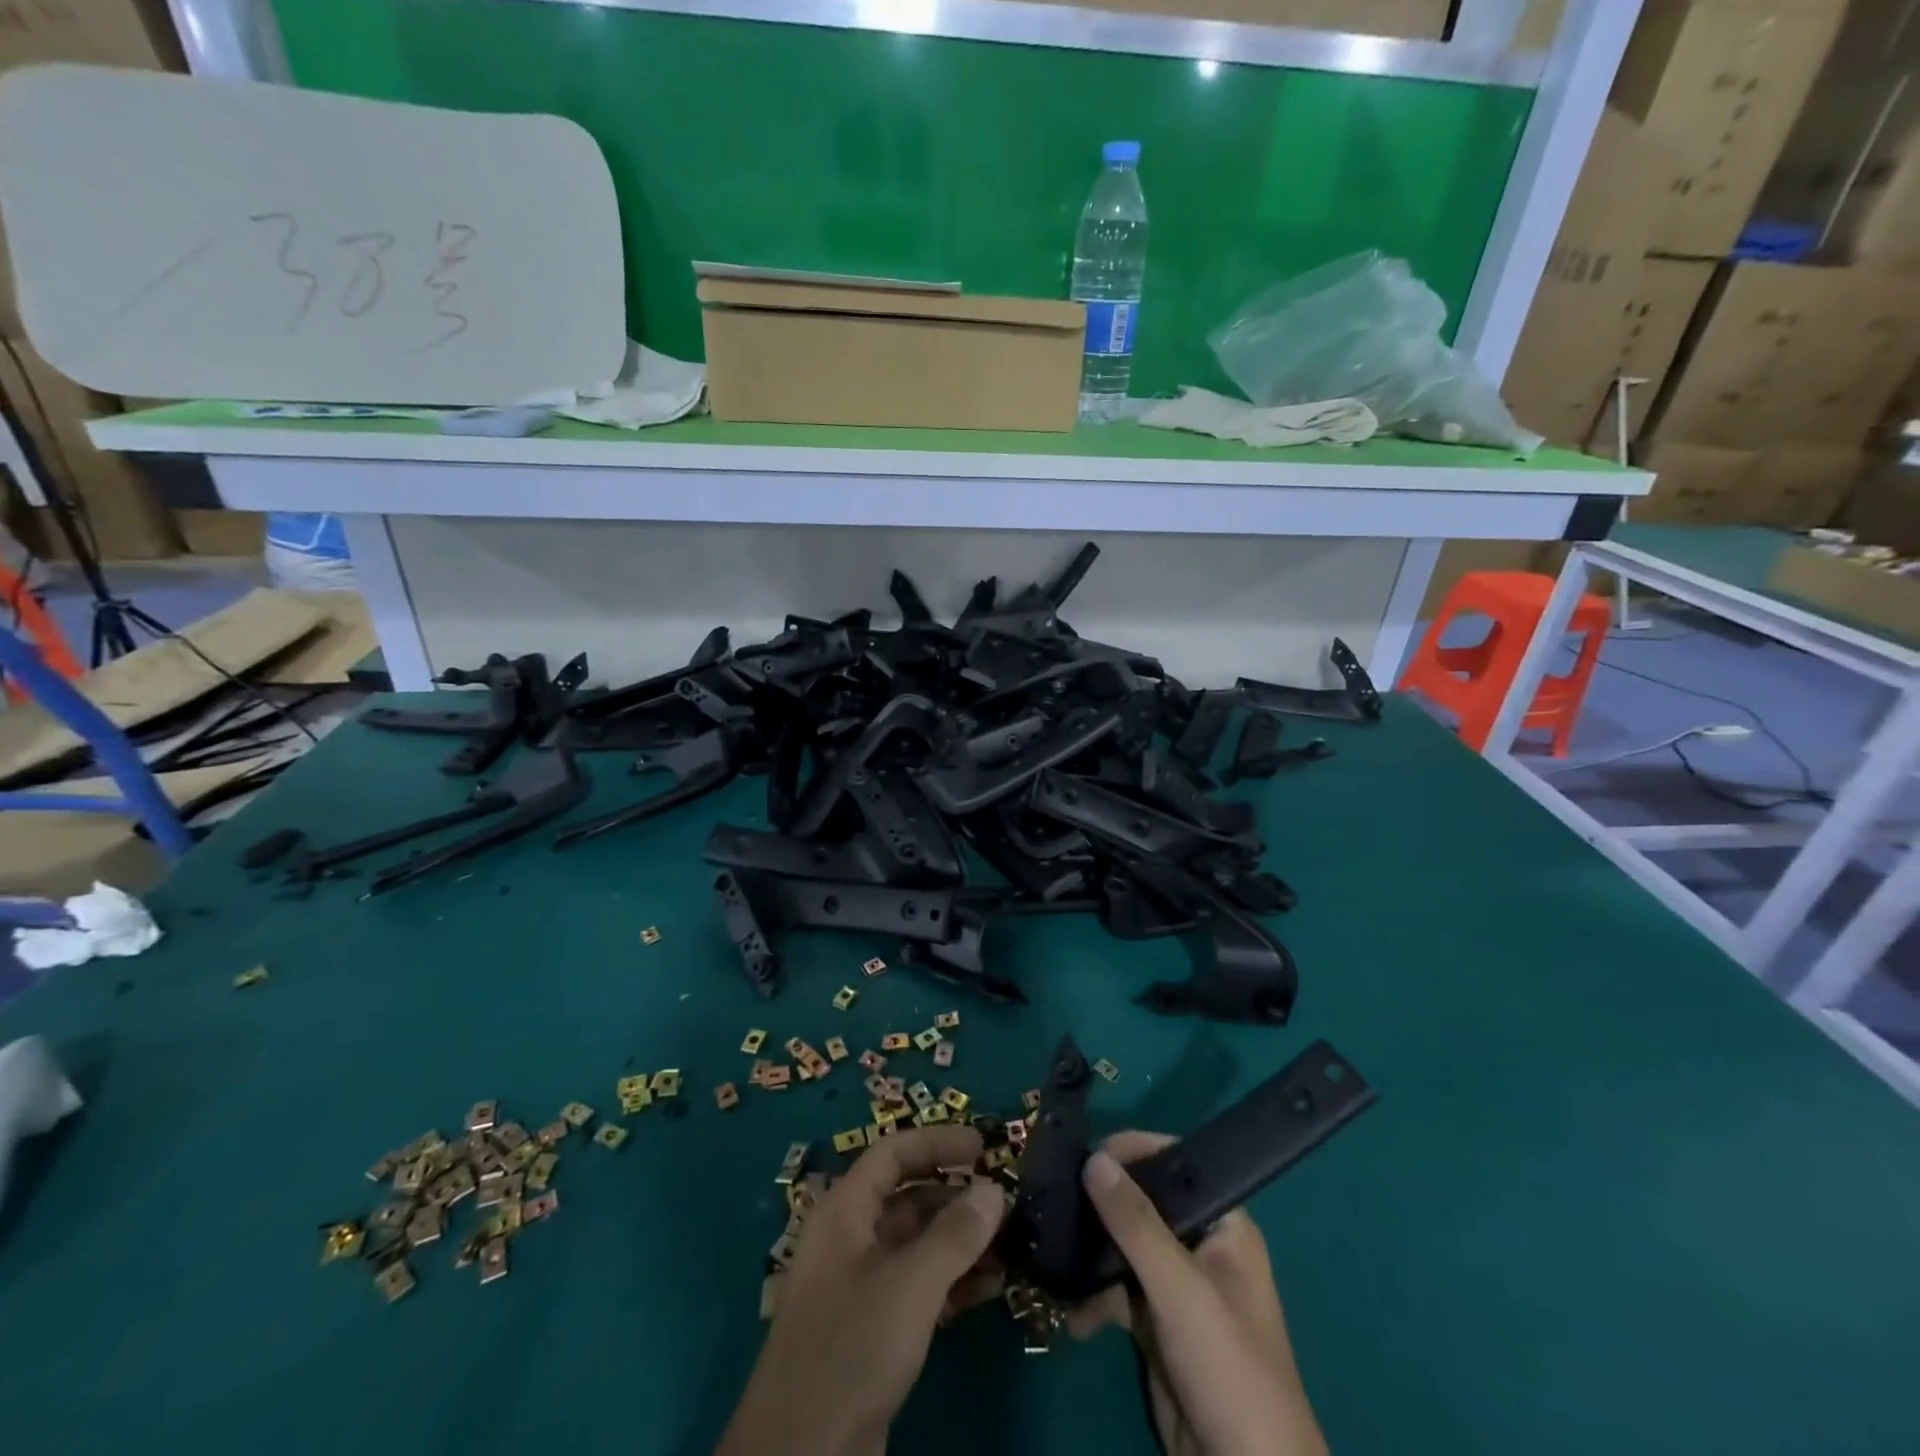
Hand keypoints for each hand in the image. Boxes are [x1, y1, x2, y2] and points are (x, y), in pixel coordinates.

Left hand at [716, 1125, 1010, 1455]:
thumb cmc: (850, 1348)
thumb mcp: (909, 1286)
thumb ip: (955, 1234)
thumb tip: (994, 1189)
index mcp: (844, 1212)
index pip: (892, 1154)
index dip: (936, 1143)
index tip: (983, 1147)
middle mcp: (851, 1239)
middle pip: (908, 1198)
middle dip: (957, 1195)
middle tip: (1007, 1200)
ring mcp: (862, 1286)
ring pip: (919, 1244)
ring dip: (962, 1240)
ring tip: (1012, 1242)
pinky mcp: (876, 1330)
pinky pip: (921, 1286)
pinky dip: (955, 1280)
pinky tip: (994, 1285)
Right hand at [1068, 1132, 1326, 1455]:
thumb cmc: (1228, 1369)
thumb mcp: (1180, 1290)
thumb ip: (1135, 1223)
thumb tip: (1093, 1158)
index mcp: (1223, 1223)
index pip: (1172, 1163)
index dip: (1130, 1152)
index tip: (1082, 1156)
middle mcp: (1200, 1244)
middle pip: (1141, 1203)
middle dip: (1099, 1206)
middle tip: (1054, 1202)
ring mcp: (1177, 1286)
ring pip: (1123, 1247)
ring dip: (1090, 1256)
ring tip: (1053, 1259)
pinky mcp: (1156, 1324)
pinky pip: (1117, 1291)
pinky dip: (1094, 1299)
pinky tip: (1072, 1316)